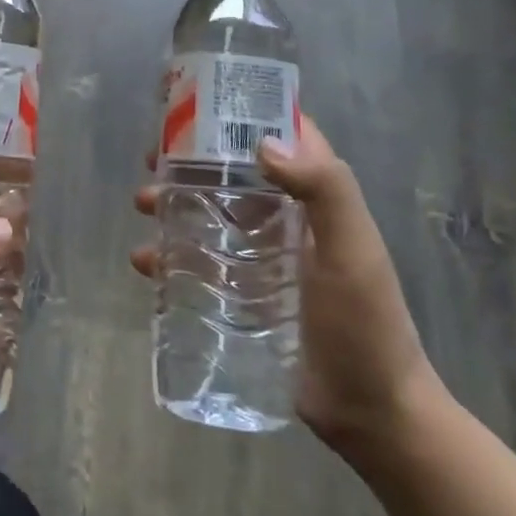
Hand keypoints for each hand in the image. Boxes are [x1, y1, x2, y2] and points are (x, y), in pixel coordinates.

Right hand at [132, 113, 443, 452]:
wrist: (373, 416)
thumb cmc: (367, 325)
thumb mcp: (354, 251)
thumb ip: (325, 190)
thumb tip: (262, 144)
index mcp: (318, 197)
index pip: (282, 134)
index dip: (244, 111)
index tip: (196, 100)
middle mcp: (289, 217)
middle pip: (233, 171)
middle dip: (191, 159)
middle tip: (152, 158)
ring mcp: (265, 256)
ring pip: (211, 212)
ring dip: (174, 203)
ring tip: (143, 206)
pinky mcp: (246, 293)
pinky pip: (201, 261)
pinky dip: (171, 255)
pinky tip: (146, 262)